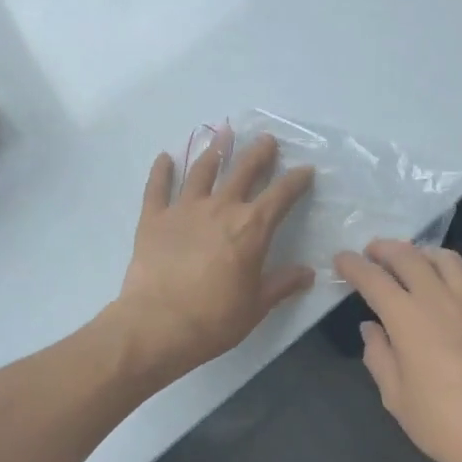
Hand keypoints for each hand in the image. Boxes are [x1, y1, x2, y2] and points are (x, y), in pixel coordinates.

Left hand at [111, 131, 315, 386]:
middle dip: (258, 154)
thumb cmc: (214, 319)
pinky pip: (157, 187)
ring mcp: (184, 209)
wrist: (157, 325)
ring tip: (223, 136)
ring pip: (202, 170)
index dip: (296, 180)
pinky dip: (161, 171)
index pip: (281, 195)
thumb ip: (282, 284)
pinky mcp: (154, 218)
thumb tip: (307, 272)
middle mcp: (220, 208)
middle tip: (267, 140)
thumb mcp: (257, 305)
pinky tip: (165, 158)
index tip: (305, 170)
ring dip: (215, 151)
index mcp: (252, 228)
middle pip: (243, 171)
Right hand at [334, 239, 461, 461]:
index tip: (341, 260)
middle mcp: (439, 299)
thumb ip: (378, 356)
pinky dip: (452, 270)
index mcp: (408, 320)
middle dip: (384, 249)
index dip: (353, 265)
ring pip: (443, 258)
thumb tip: (371, 327)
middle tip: (370, 253)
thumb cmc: (445, 424)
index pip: (374, 279)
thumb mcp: (396, 398)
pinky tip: (447, 284)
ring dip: (420, 252)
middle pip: (408, 256)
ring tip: (409, 261)